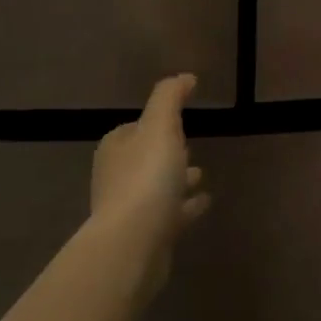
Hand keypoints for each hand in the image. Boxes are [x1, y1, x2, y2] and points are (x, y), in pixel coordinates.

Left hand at [91, 74, 209, 245]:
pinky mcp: (146, 234)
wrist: (133, 243)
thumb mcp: (160, 126)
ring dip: (177, 179)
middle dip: (166, 152)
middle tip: (191, 148)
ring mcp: (130, 208)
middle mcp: (117, 175)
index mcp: (116, 148)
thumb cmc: (146, 178)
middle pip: (145, 157)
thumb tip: (184, 77)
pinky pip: (170, 213)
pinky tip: (204, 202)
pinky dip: (186, 206)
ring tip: (201, 174)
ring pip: (157, 186)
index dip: (155, 123)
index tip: (178, 121)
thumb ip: (170, 98)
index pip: (136, 128)